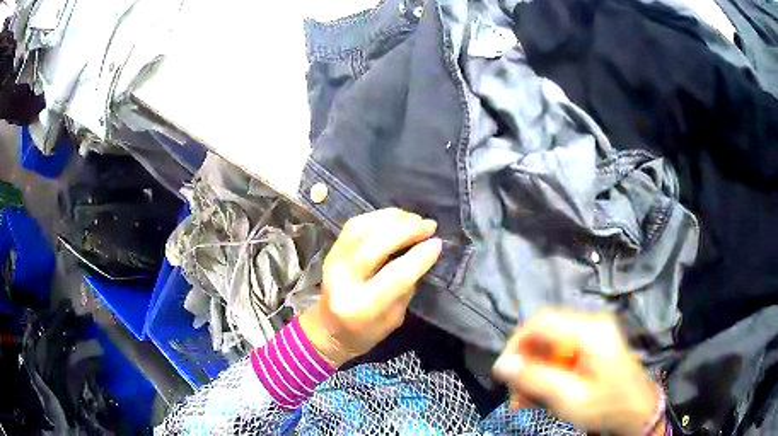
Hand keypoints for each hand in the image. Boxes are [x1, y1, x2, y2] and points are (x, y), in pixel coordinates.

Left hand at [299, 208, 441, 367]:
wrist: (328, 329)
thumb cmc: (366, 332)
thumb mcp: (394, 319)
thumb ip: (407, 287)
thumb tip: (424, 253)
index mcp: (361, 306)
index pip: (394, 276)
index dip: (419, 257)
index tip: (438, 244)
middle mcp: (342, 280)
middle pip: (374, 246)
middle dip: (407, 231)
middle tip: (429, 226)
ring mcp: (333, 261)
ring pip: (362, 229)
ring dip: (392, 218)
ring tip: (415, 219)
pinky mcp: (331, 250)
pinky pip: (354, 225)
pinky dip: (377, 217)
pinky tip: (395, 219)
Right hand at [493, 311, 663, 435]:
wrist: (637, 411)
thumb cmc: (607, 405)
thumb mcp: (569, 398)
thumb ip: (535, 378)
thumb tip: (502, 364)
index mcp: (590, 331)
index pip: (541, 321)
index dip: (517, 343)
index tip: (504, 371)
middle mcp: (591, 324)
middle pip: (545, 334)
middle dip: (525, 364)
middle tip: (514, 393)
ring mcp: (593, 334)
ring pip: (550, 346)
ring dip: (534, 372)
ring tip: (523, 401)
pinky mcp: (593, 346)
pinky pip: (561, 354)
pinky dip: (547, 373)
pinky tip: (540, 395)